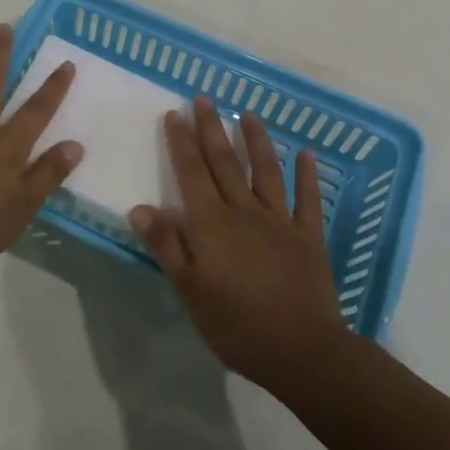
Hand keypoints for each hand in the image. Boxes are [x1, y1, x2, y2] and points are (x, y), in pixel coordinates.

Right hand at [131, 97, 343, 388]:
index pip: (192, 173)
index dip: (182, 142)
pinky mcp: (309, 237)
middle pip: (225, 163)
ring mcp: (280, 221)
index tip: (175, 113)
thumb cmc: (236, 324)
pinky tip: (307, 154)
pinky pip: (308, 200)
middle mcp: (244, 211)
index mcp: (212, 224)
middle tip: (204, 98)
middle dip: (212, 128)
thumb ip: (167, 246)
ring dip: (256, 140)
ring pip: (266, 171)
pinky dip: (308, 175)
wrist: (302, 351)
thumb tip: (140, 208)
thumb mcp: (190, 290)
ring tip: (248, 113)